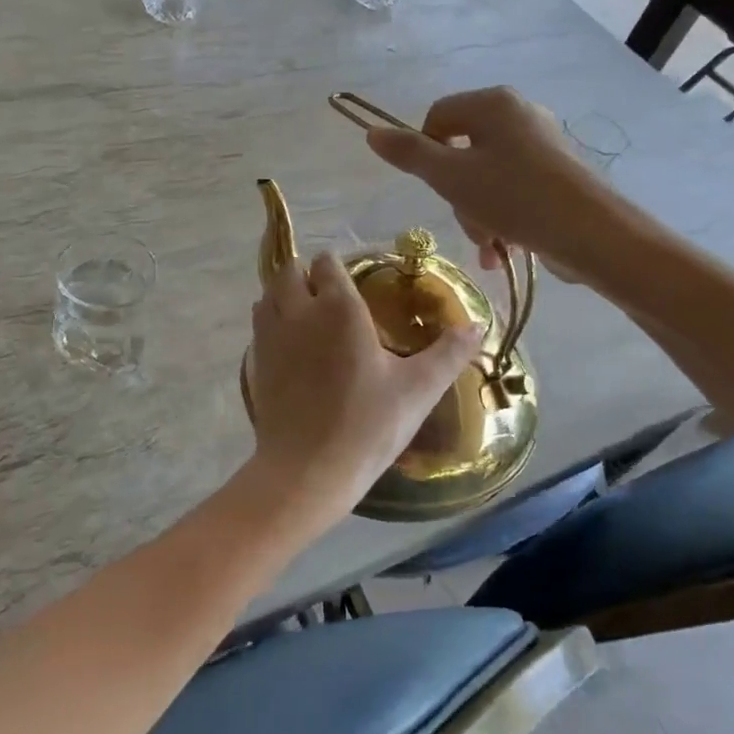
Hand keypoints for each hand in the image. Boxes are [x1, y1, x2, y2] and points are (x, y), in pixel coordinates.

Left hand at [246, 251, 481, 525]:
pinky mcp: (255, 361)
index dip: (338, 268)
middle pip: (290, 270)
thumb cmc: (368, 424)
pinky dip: (271, 322)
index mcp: (339, 307)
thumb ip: (449, 352)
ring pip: (268, 294)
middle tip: (330, 299)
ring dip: (284, 295)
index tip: (355, 284)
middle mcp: (299, 310)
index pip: (328, 262)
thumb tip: (478, 326)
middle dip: (307, 275)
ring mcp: (270, 335)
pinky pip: (259, 323)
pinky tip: (292, 347)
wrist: (308, 470)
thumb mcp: (419, 389)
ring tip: (308, 316)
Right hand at [365, 86, 613, 280]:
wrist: (594, 235)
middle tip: (468, 220)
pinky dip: (503, 218)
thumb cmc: (515, 197)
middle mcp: (520, 114)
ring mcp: (542, 145)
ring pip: (485, 177)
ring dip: (478, 214)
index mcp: (494, 103)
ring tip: (491, 244)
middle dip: (458, 194)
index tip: (435, 186)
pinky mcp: (557, 174)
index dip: (425, 152)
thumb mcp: (451, 178)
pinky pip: (512, 190)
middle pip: (462, 150)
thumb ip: (410, 154)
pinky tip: (503, 250)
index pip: (437, 116)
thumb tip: (372, 132)